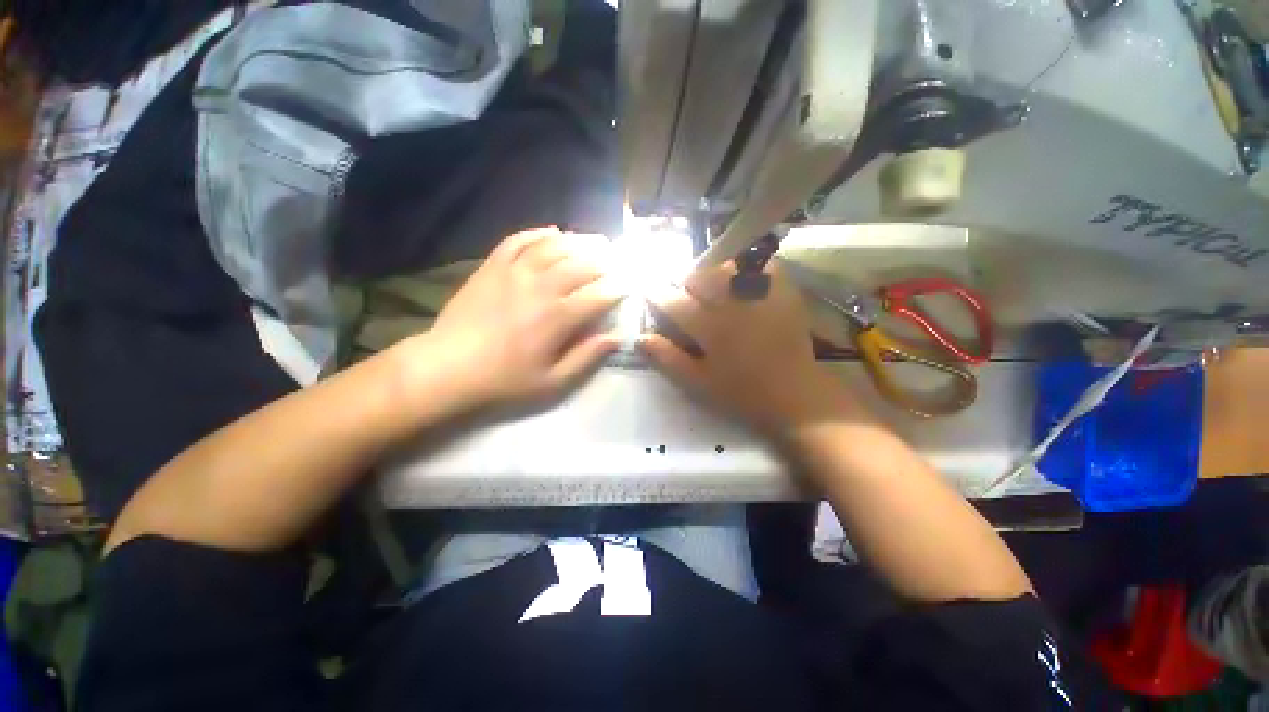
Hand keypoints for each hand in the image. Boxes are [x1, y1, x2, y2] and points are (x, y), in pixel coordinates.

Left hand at [396, 228, 623, 411]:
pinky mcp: (493, 266)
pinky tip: (553, 233)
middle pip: (582, 265)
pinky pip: (519, 240)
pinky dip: (539, 233)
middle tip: (616, 262)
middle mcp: (541, 287)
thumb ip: (586, 357)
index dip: (617, 289)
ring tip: (594, 242)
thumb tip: (615, 337)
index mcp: (558, 318)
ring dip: (579, 242)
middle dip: (605, 262)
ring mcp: (515, 272)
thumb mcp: (552, 382)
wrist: (448, 368)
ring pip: (555, 246)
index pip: (598, 295)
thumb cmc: (504, 380)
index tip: (627, 288)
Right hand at [640, 262, 861, 432]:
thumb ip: (667, 358)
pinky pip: (762, 265)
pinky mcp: (783, 292)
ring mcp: (759, 294)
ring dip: (712, 274)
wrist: (795, 394)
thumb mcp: (698, 382)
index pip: (672, 301)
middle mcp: (731, 303)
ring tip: (713, 289)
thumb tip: (640, 338)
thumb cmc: (742, 392)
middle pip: (698, 277)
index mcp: (709, 327)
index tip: (651, 294)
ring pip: (726, 266)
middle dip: (684, 284)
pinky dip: (749, 267)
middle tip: (685, 298)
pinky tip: (743, 281)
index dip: (656, 295)